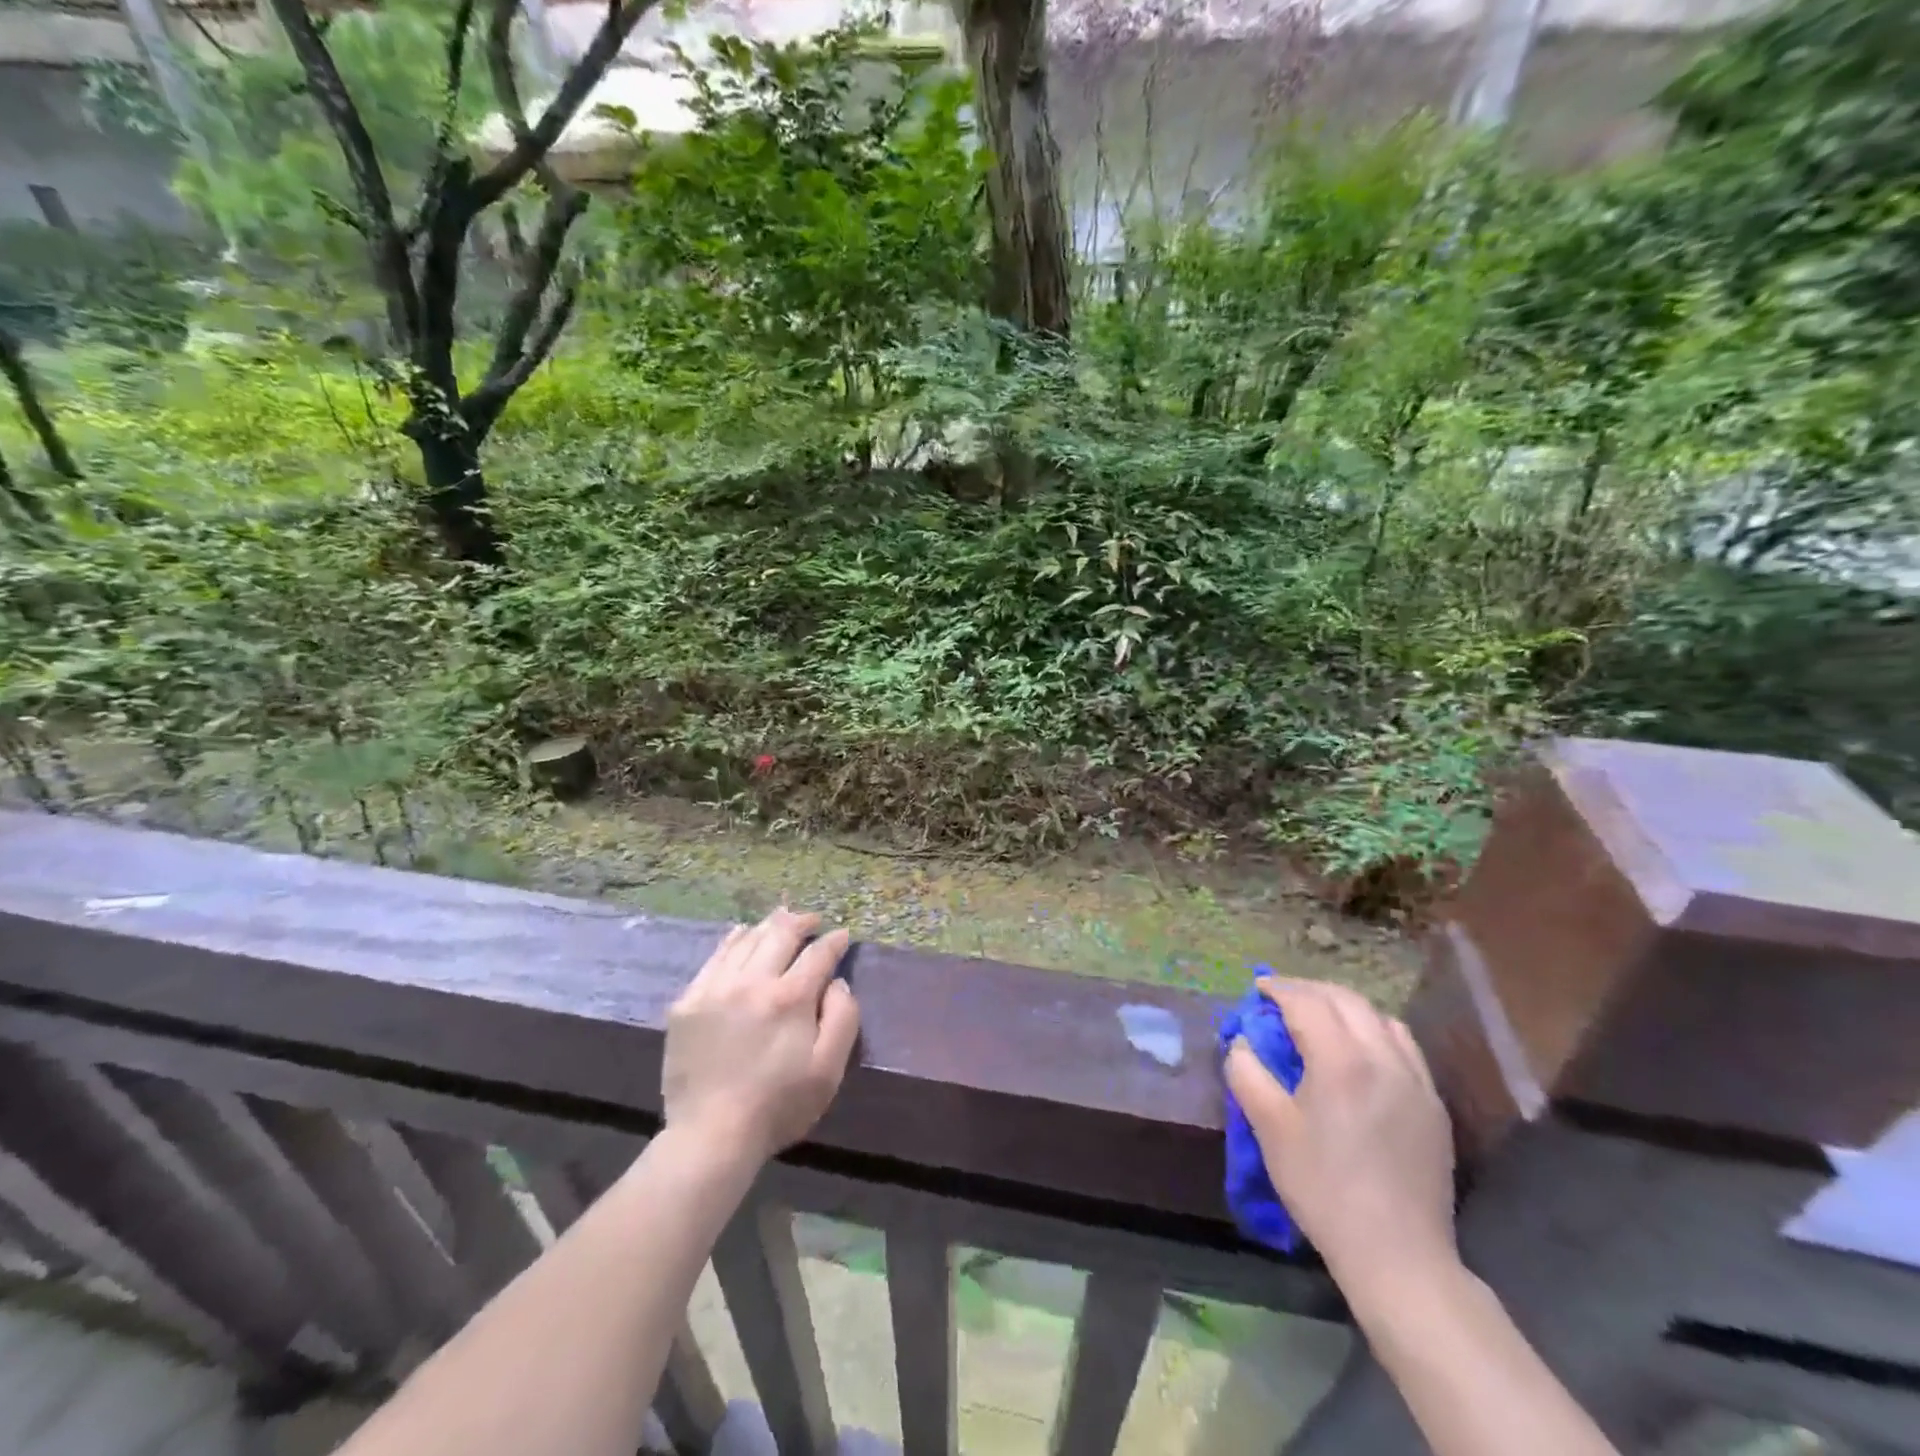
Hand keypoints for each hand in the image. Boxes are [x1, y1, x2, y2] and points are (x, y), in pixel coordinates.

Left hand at [662, 908, 860, 1164]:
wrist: (711, 1136)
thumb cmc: (779, 1105)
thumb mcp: (829, 1069)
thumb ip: (843, 1017)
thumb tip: (837, 981)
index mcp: (790, 997)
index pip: (818, 953)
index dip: (834, 941)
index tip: (842, 935)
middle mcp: (752, 981)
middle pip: (780, 934)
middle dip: (801, 921)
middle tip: (812, 920)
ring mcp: (715, 988)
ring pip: (746, 940)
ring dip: (768, 926)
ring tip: (781, 920)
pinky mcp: (687, 1002)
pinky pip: (714, 957)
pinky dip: (733, 940)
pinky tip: (741, 935)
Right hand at [1226, 978, 1456, 1302]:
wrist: (1398, 1254)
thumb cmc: (1323, 1188)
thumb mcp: (1269, 1128)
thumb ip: (1247, 1073)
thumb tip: (1242, 1042)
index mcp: (1341, 1060)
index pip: (1307, 1002)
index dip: (1279, 988)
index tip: (1258, 988)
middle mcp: (1384, 1058)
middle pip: (1346, 1000)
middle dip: (1310, 990)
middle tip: (1281, 996)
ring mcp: (1416, 1081)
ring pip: (1380, 1017)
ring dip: (1344, 1006)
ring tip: (1319, 1017)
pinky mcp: (1434, 1104)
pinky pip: (1404, 1045)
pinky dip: (1375, 1030)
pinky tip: (1360, 1051)